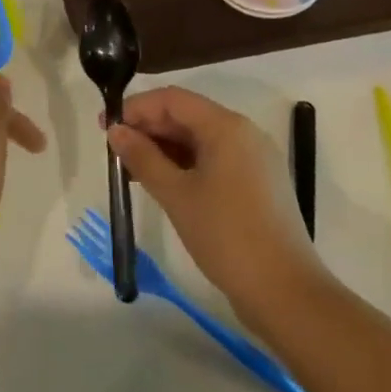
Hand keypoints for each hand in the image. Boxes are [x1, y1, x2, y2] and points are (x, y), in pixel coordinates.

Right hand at [107, 87, 322, 324]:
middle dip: (149, 128)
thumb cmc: (226, 235)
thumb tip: (116, 131)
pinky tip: (163, 183)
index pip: (172, 100)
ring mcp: (254, 159)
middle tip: (115, 151)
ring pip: (200, 139)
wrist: (284, 292)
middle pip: (187, 116)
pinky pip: (214, 159)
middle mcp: (244, 133)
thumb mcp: (176, 194)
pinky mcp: (257, 183)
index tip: (106, 127)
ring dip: (165, 148)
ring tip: (132, 169)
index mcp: (227, 127)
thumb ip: (142, 157)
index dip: (136, 108)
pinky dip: (185, 164)